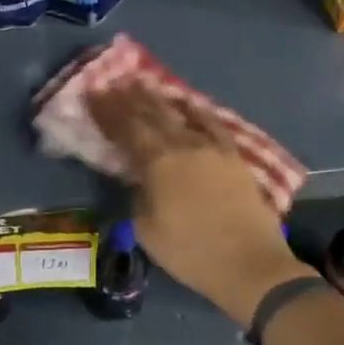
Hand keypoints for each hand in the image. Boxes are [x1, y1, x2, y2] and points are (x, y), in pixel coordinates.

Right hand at [88, 84, 310, 325]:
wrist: (250, 263)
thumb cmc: (191, 252)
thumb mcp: (147, 230)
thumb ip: (137, 196)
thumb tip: (138, 178)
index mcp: (158, 163)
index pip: (126, 129)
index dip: (107, 110)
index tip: (93, 92)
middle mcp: (183, 145)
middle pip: (152, 114)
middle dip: (129, 97)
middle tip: (113, 81)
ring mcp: (211, 147)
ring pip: (179, 113)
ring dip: (158, 97)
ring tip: (143, 83)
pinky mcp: (233, 155)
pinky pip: (211, 123)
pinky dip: (195, 109)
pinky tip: (188, 102)